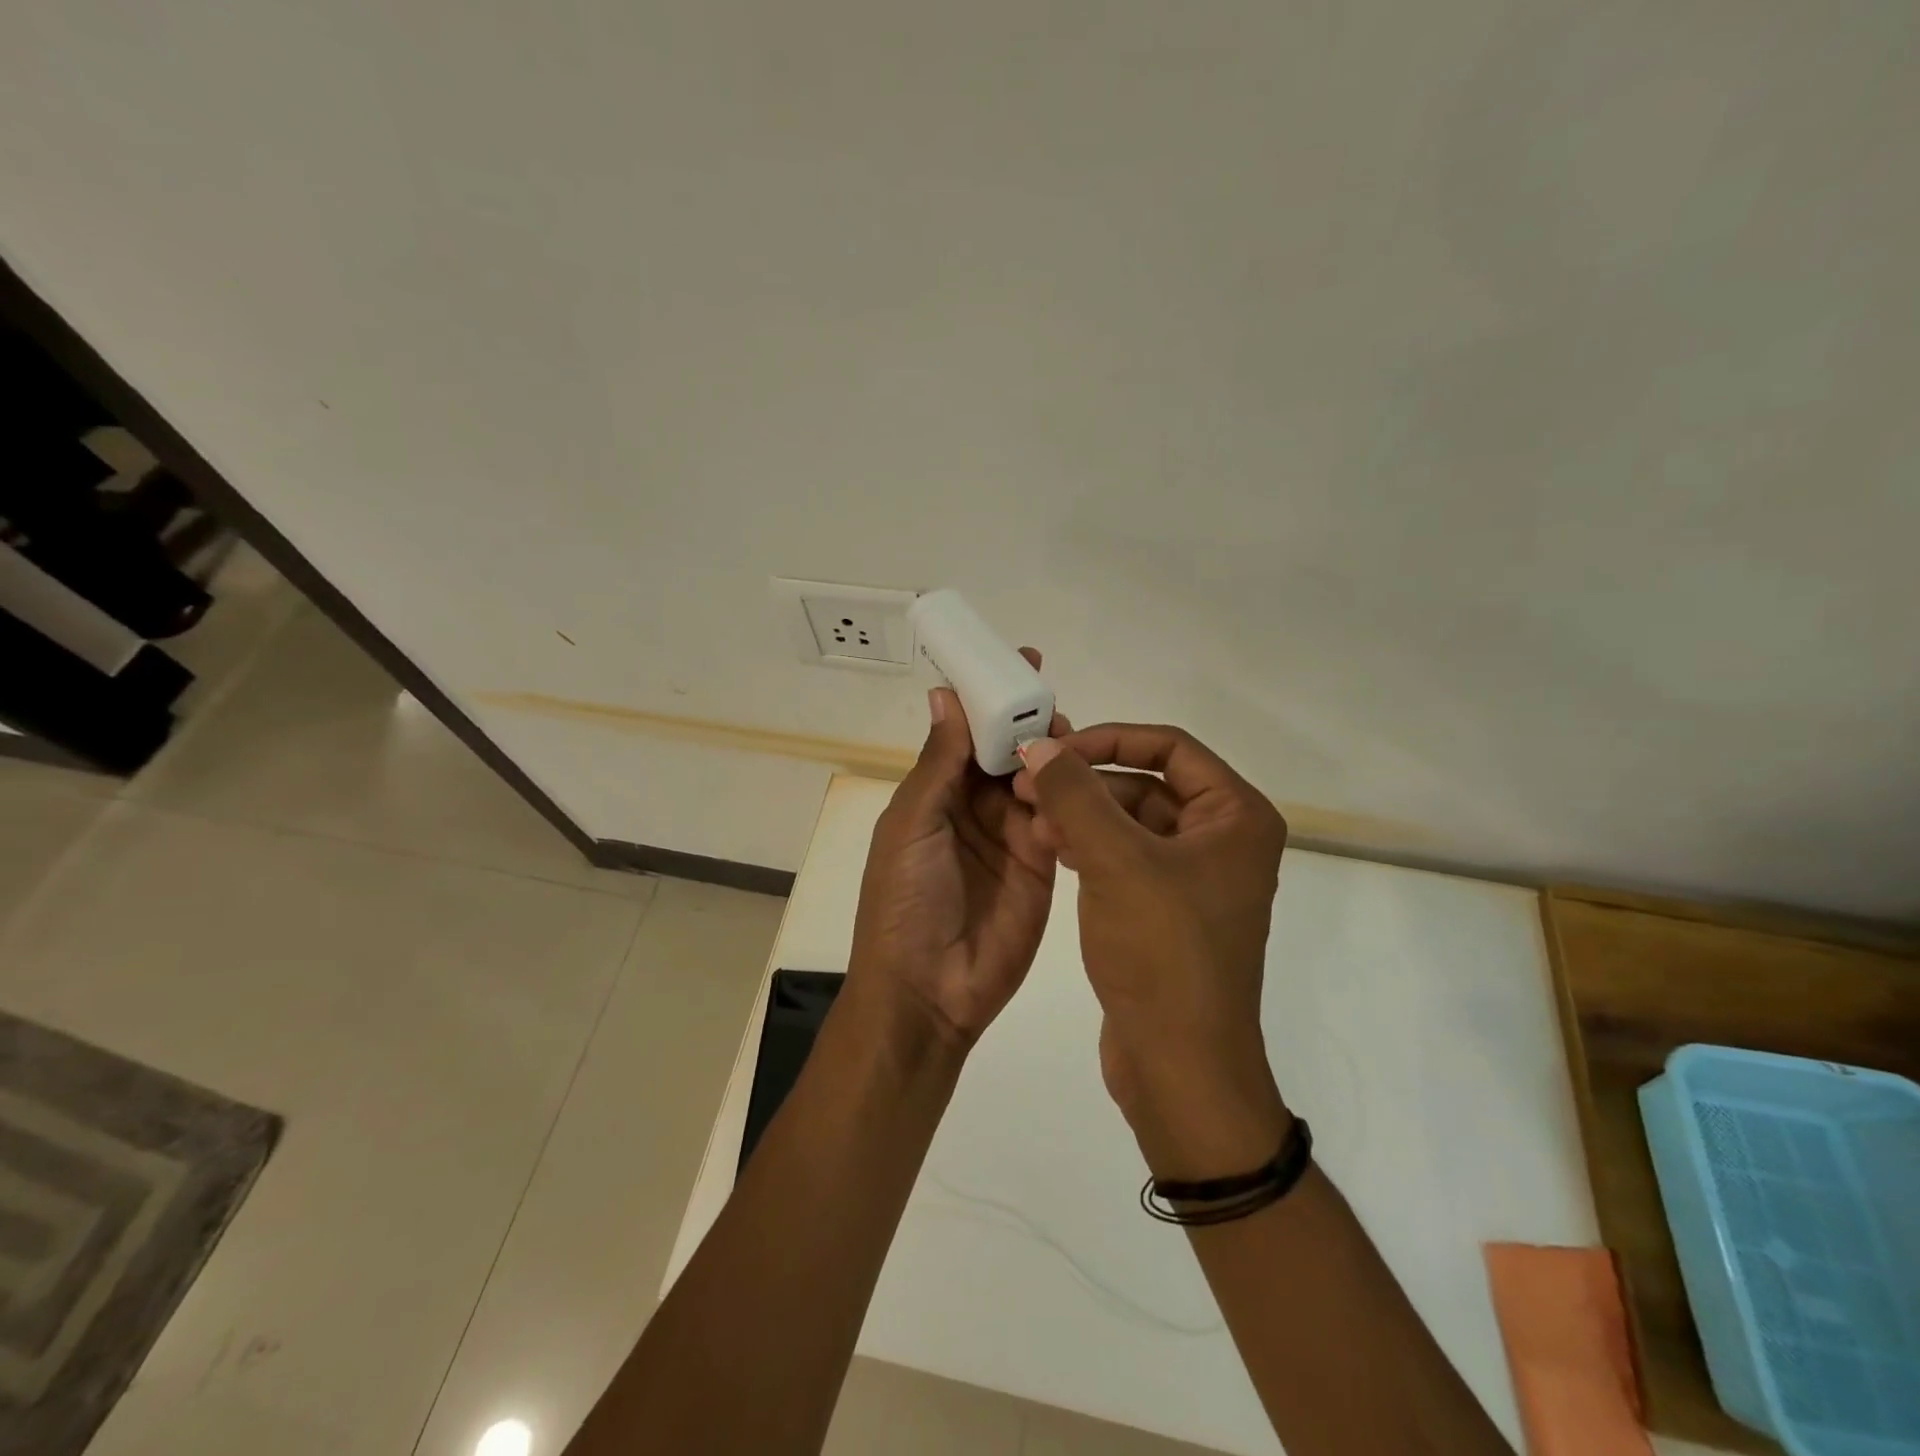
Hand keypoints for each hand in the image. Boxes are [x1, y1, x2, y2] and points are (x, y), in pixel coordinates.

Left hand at [846, 651, 1063, 1049]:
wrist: (929, 992)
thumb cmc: (904, 901)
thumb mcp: (912, 824)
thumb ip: (939, 763)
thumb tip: (945, 694)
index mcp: (936, 793)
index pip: (968, 733)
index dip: (990, 699)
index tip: (1019, 662)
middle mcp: (975, 808)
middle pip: (1008, 752)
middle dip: (1029, 722)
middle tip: (1053, 700)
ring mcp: (1012, 836)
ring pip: (1038, 780)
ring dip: (1052, 755)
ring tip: (1070, 737)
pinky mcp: (1044, 865)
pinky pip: (1060, 820)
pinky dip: (1069, 797)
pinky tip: (1083, 778)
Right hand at [1012, 725, 1290, 1178]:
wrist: (1179, 1067)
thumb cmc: (1161, 952)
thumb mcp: (1115, 860)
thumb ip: (1074, 794)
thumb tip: (1040, 746)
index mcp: (1235, 816)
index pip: (1170, 747)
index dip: (1110, 739)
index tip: (1056, 751)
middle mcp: (1223, 839)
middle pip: (1146, 782)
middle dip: (1086, 782)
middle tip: (1027, 786)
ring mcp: (1194, 877)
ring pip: (1129, 821)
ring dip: (1081, 815)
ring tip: (1030, 820)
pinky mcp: (1165, 910)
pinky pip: (1124, 858)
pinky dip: (1088, 847)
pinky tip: (1048, 848)